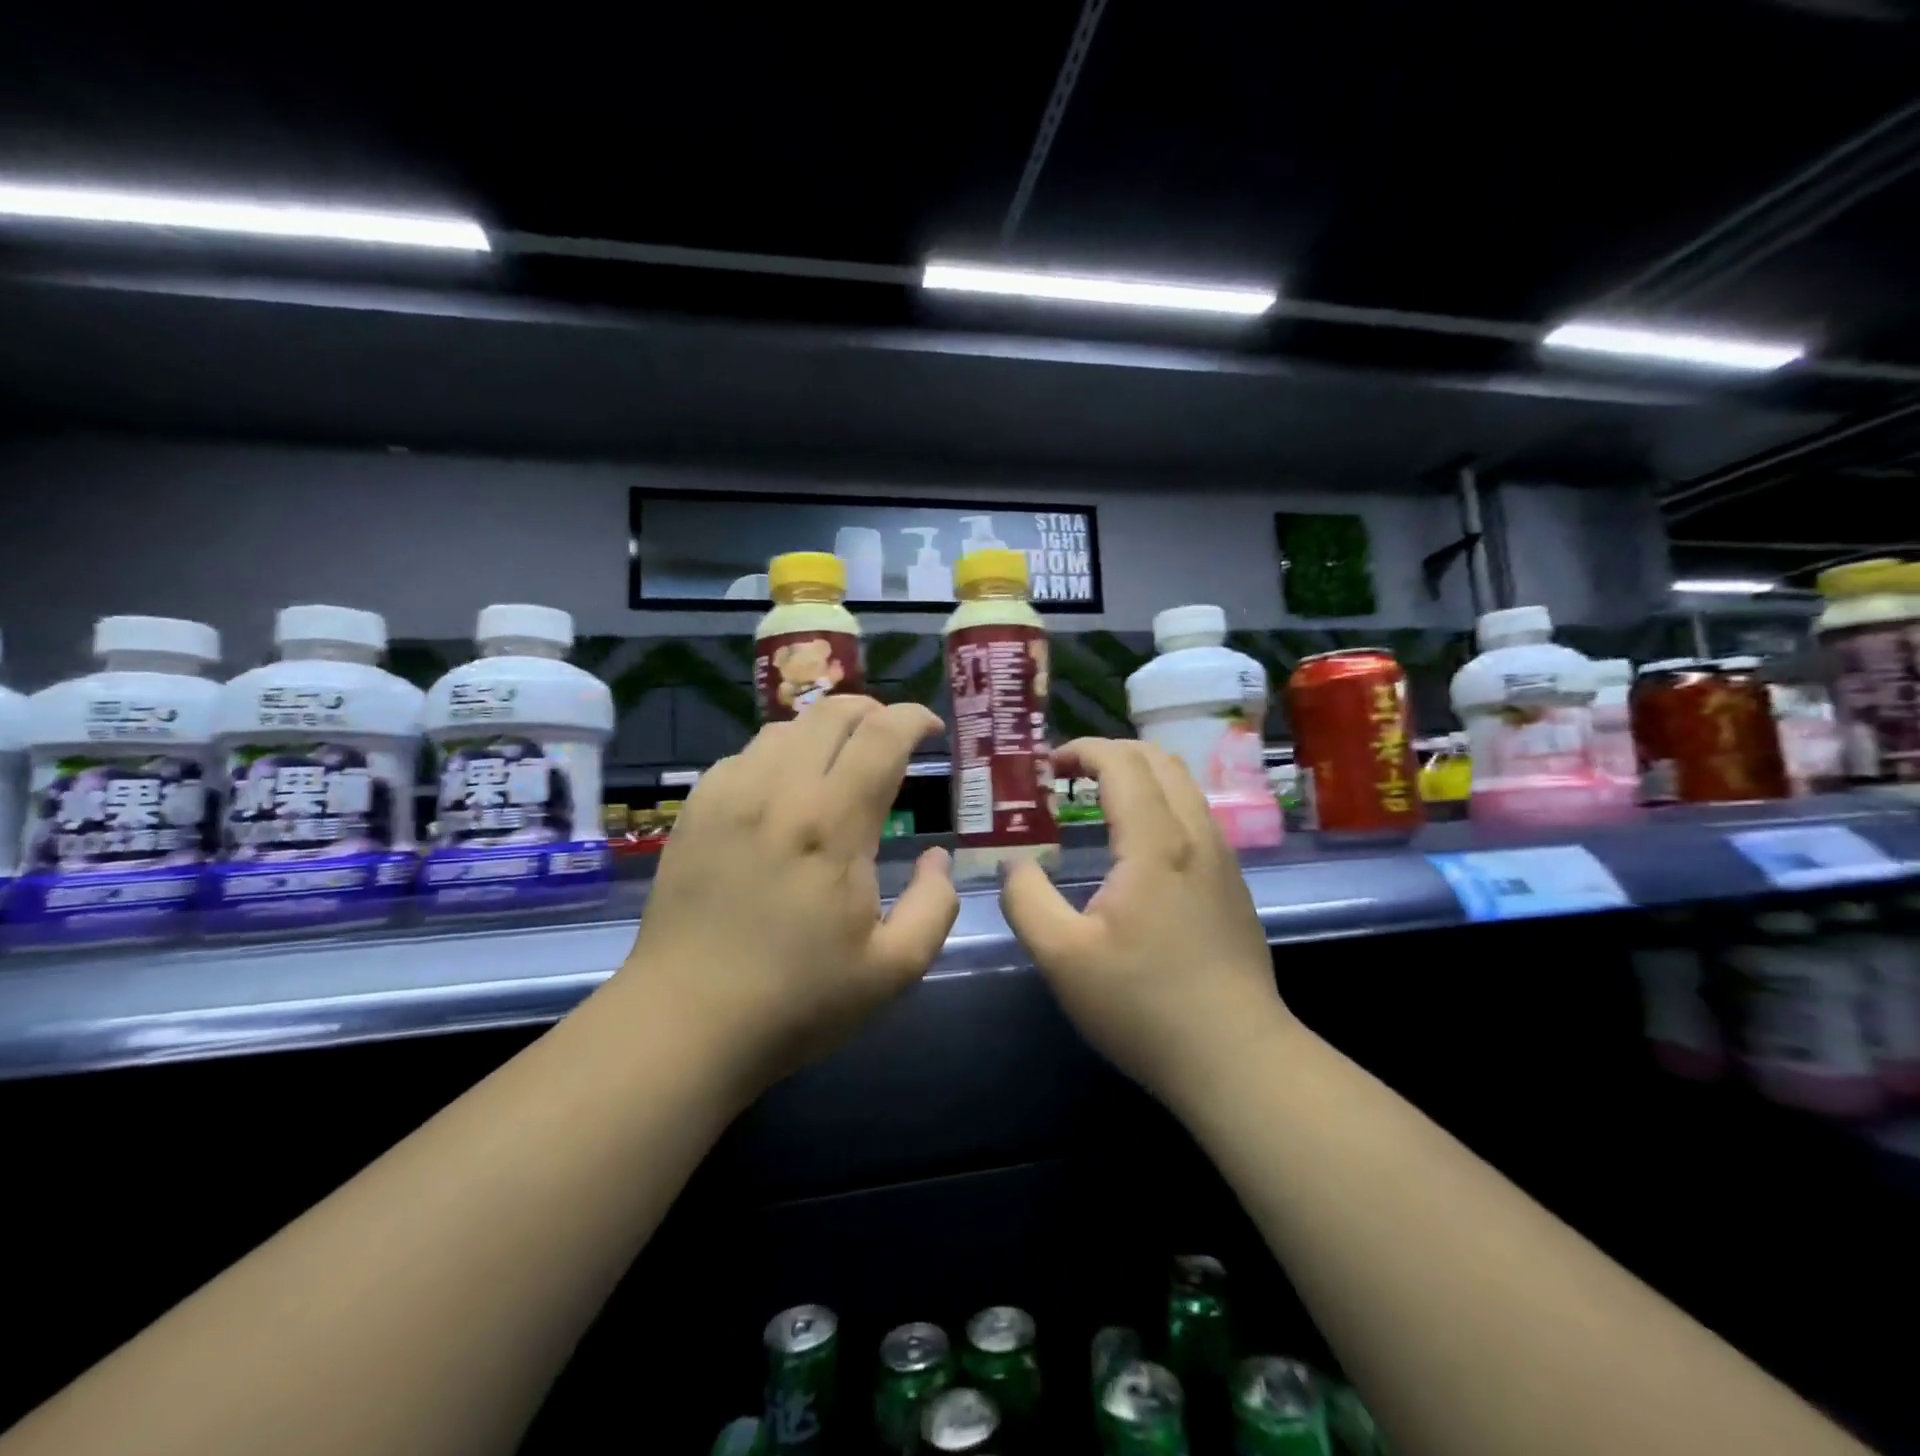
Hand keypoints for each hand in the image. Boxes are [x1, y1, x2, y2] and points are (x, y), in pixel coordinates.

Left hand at [619, 698, 958, 1091]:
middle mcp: (780, 792)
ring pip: (785, 728)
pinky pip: (744, 755)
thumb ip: (934, 905)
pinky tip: (783, 791)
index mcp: (833, 825)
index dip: (913, 718)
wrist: (685, 1023)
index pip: (881, 736)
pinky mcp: (696, 811)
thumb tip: (938, 856)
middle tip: (890, 738)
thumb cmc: (797, 1000)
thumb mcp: (894, 969)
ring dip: (824, 731)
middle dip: (872, 711)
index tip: (931, 729)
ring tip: (839, 762)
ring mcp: (729, 796)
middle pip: (830, 712)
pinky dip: (778, 754)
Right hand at [1000, 739, 1289, 1103]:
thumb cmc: (1143, 1005)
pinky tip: (1135, 846)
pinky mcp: (1232, 883)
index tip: (1045, 767)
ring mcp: (1222, 858)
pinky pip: (1195, 815)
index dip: (1081, 750)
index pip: (1122, 762)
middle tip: (1068, 777)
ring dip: (1138, 775)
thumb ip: (1026, 899)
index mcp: (1155, 842)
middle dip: (1110, 753)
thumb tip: (1015, 863)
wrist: (1237, 1058)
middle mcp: (1195, 834)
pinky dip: (1159, 802)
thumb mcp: (1061, 957)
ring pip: (1183, 785)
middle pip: (1158, 759)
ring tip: (1097, 802)